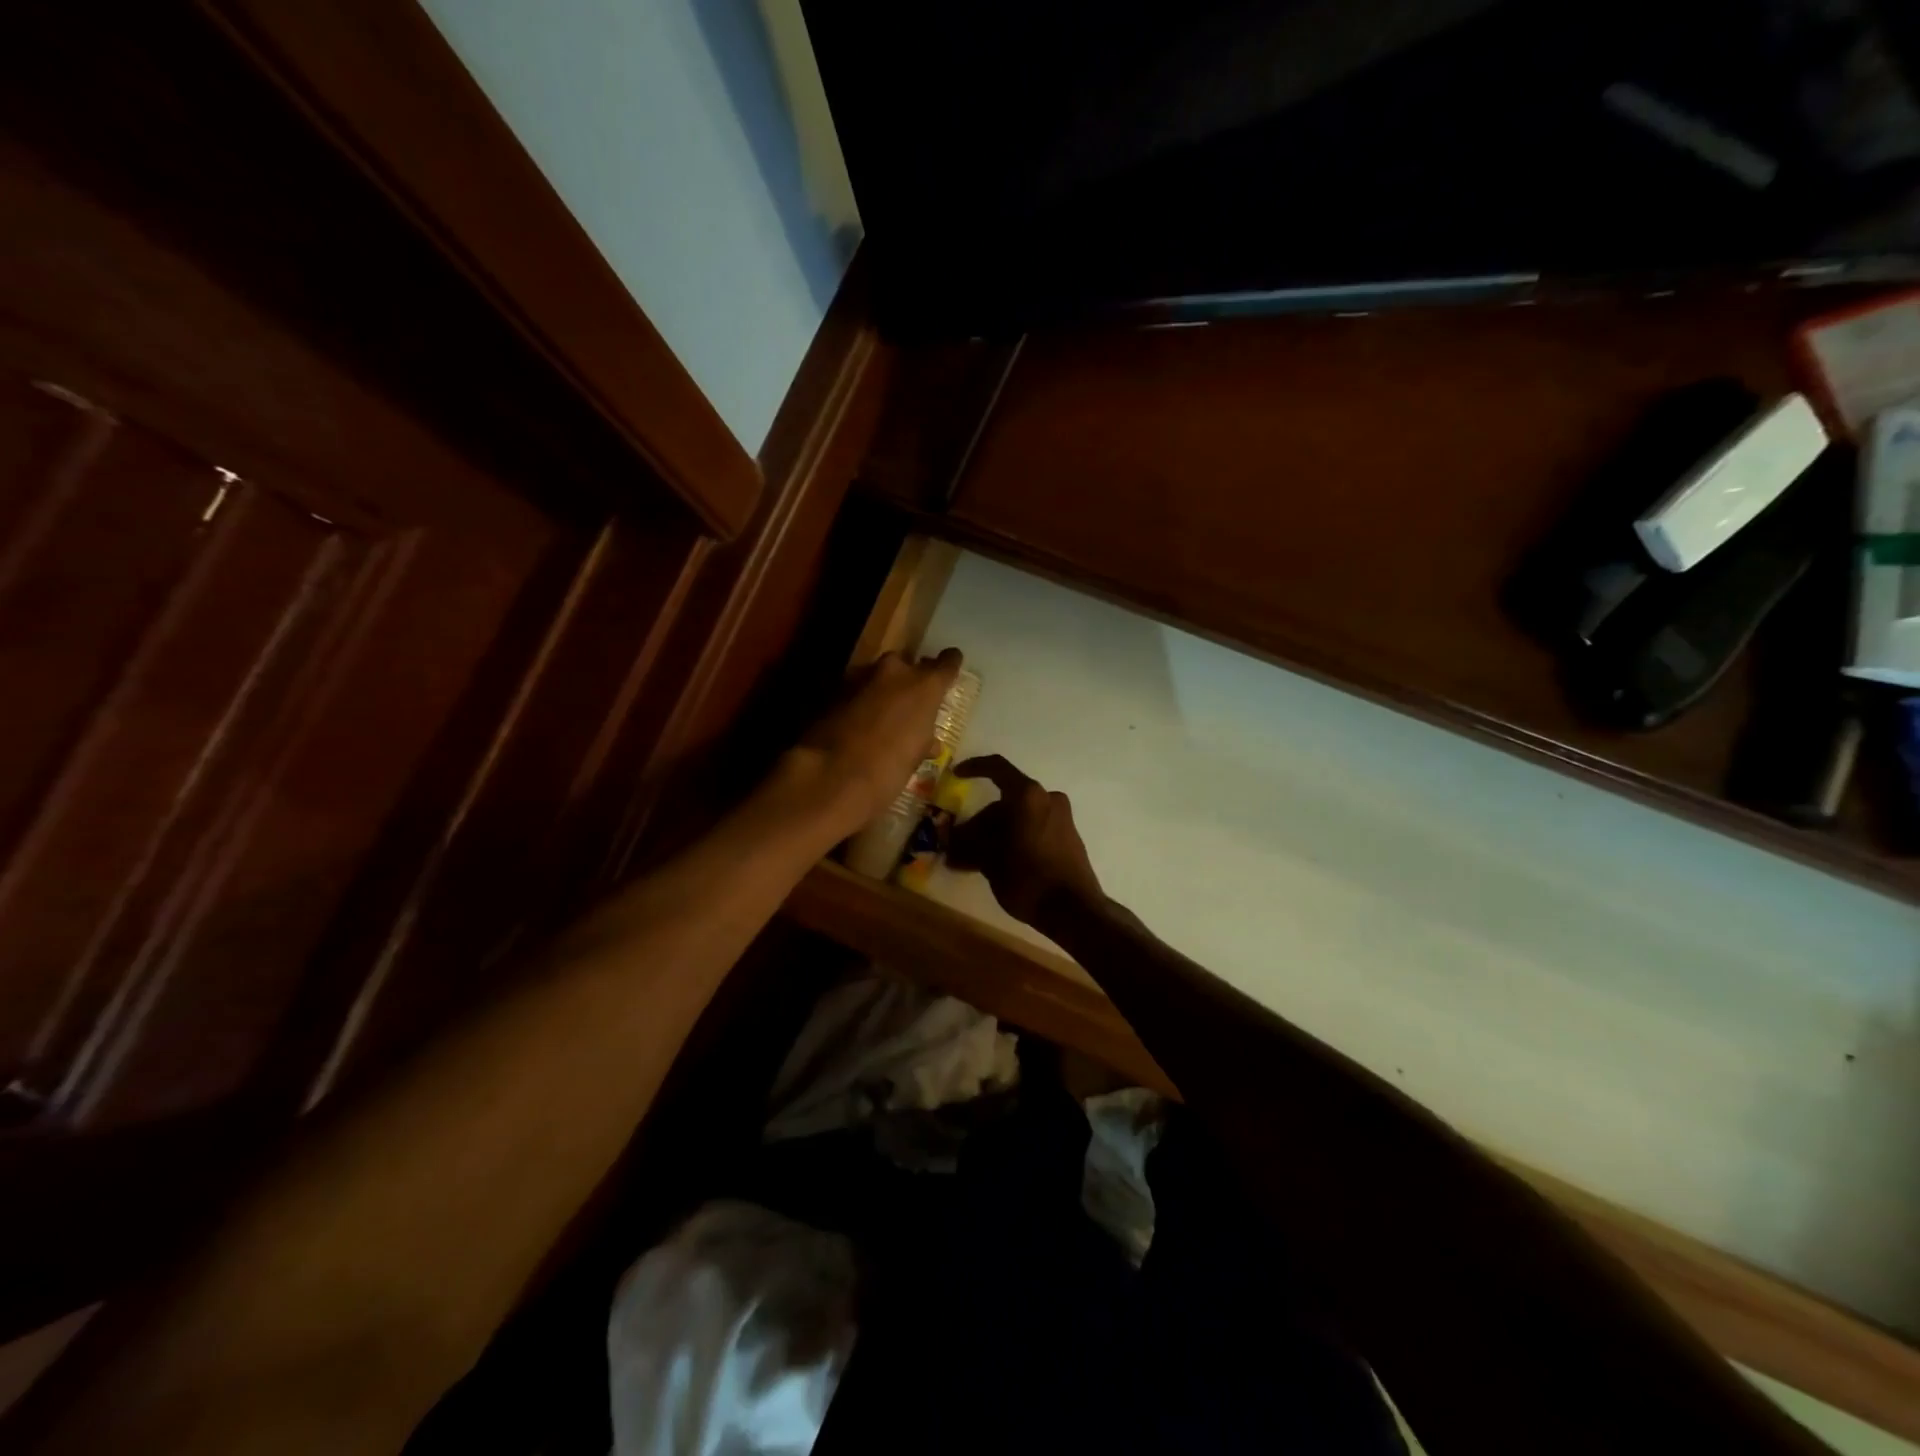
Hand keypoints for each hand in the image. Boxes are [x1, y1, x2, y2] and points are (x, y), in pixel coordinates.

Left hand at [786, 649, 963, 840]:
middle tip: (908, 703)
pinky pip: (853, 691)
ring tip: (879, 717)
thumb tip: (929, 742)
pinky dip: (857, 703)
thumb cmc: (889, 769)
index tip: (949, 669)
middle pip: (905, 664)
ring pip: (876, 676)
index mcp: (924, 686)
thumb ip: (924, 739)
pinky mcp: (832, 690)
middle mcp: (894, 672)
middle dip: (907, 679)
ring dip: (879, 691)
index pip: (947, 662)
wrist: (831, 775)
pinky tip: (855, 725)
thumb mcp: (915, 756)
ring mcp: (860, 677)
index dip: (949, 665)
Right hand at [949, 755, 1103, 927]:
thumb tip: (951, 845)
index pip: (997, 768)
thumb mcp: (989, 860)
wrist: (1074, 910)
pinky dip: (1012, 839)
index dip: (974, 768)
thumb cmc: (1027, 877)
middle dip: (979, 821)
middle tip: (958, 844)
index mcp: (1028, 796)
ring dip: (994, 834)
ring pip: (1018, 817)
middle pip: (1005, 802)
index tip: (956, 775)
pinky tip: (996, 863)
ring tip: (972, 860)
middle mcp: (1047, 799)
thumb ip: (968, 845)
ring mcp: (1061, 817)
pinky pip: (1032, 828)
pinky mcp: (1067, 837)